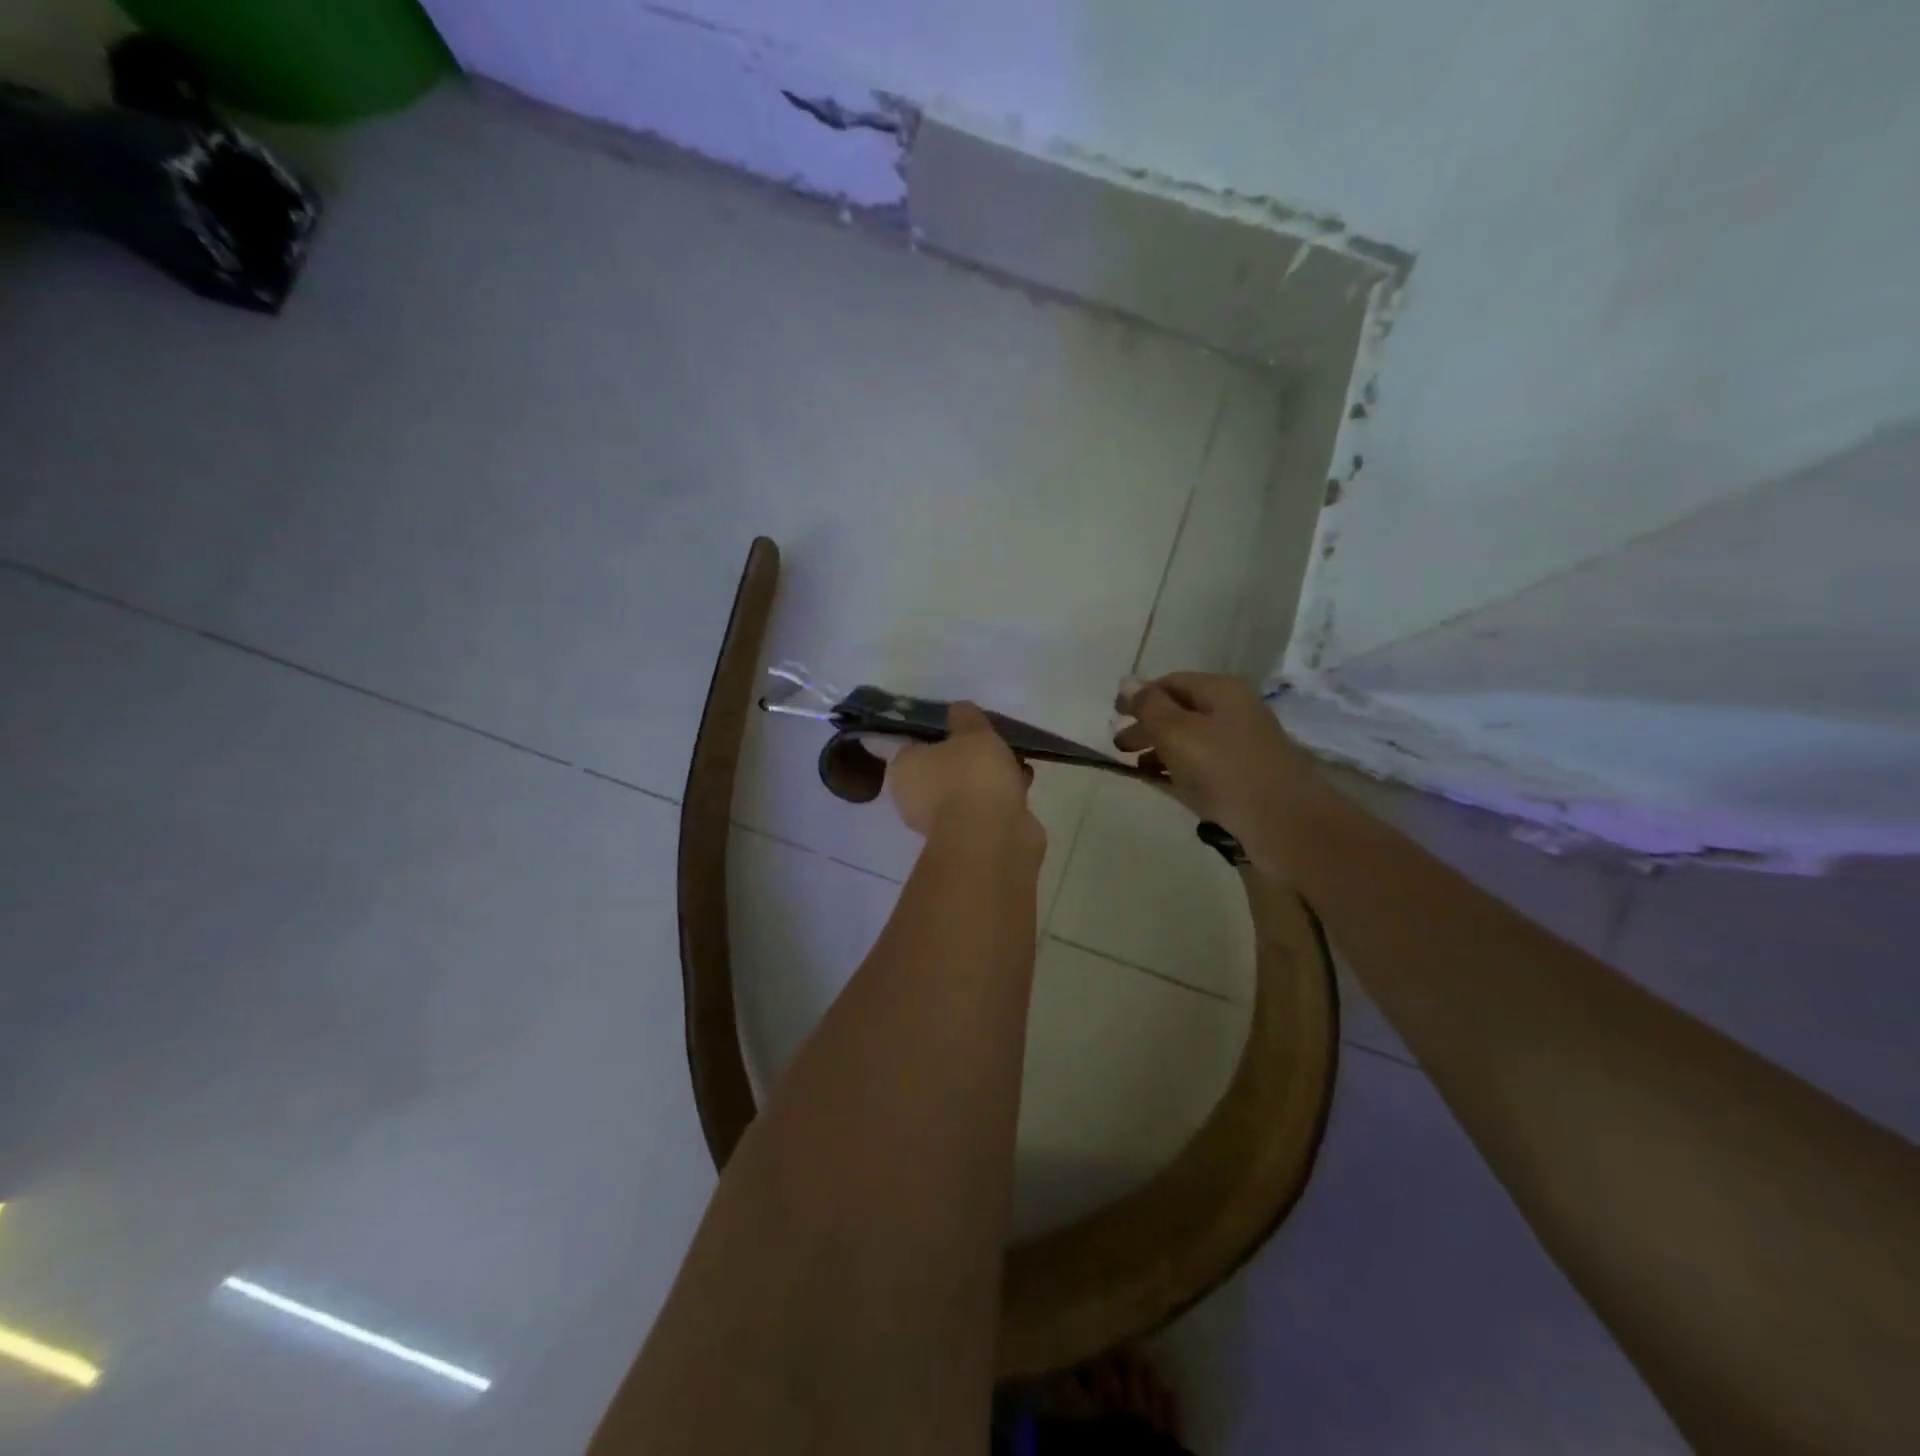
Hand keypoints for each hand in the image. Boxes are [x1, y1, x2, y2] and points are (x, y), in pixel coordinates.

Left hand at [887, 702, 1040, 843]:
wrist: (992, 836)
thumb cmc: (972, 775)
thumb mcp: (971, 731)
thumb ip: (965, 716)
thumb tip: (959, 711)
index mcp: (903, 769)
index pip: (917, 744)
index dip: (943, 733)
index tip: (968, 726)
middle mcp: (914, 798)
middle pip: (945, 767)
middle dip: (971, 757)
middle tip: (995, 744)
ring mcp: (942, 822)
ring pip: (968, 789)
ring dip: (991, 778)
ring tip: (1017, 763)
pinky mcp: (970, 838)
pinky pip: (985, 808)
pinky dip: (1002, 798)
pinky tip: (1023, 785)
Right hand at [1113, 673, 1323, 872]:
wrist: (1284, 822)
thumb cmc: (1224, 769)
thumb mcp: (1177, 733)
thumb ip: (1149, 707)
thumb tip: (1127, 681)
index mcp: (1220, 691)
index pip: (1170, 683)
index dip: (1140, 697)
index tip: (1114, 716)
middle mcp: (1234, 711)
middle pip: (1181, 711)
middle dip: (1147, 726)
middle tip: (1120, 747)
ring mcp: (1243, 744)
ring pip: (1192, 739)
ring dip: (1162, 750)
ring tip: (1139, 768)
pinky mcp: (1246, 775)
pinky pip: (1204, 764)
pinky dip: (1181, 769)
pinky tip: (1166, 784)